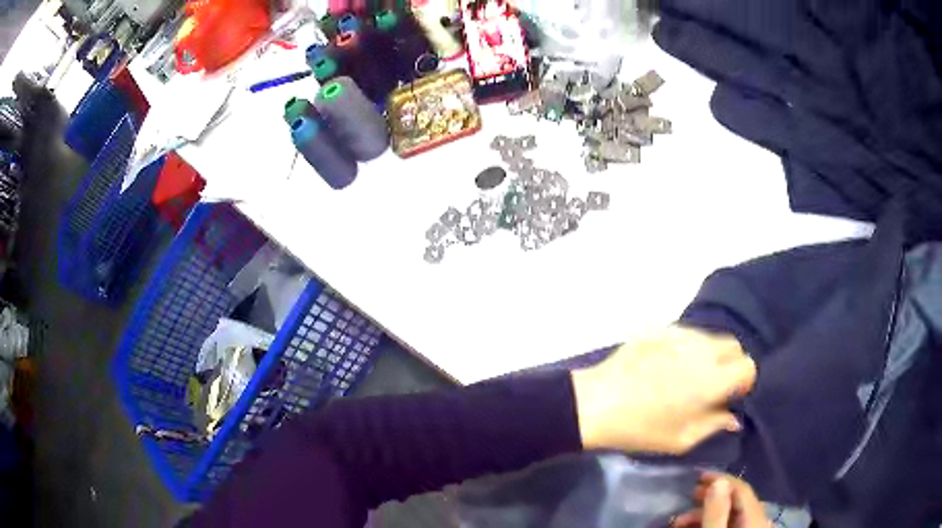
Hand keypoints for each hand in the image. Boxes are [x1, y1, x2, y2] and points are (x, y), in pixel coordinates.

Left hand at [571, 325, 755, 453]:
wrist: (596, 404)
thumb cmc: (641, 429)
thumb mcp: (681, 439)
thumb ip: (714, 425)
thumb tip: (734, 417)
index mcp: (712, 379)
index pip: (748, 366)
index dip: (743, 381)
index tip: (730, 395)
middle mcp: (702, 350)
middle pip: (734, 346)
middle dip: (731, 364)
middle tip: (712, 385)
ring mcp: (680, 335)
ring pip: (711, 337)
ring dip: (710, 354)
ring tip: (688, 375)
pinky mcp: (660, 329)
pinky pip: (687, 334)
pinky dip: (688, 347)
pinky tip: (668, 365)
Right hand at [672, 474, 770, 526]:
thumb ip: (717, 512)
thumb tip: (719, 482)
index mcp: (754, 518)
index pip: (741, 489)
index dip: (721, 479)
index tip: (696, 477)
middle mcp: (757, 522)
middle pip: (736, 502)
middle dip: (710, 498)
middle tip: (688, 496)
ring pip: (730, 516)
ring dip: (705, 515)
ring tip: (679, 523)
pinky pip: (729, 527)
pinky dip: (711, 525)